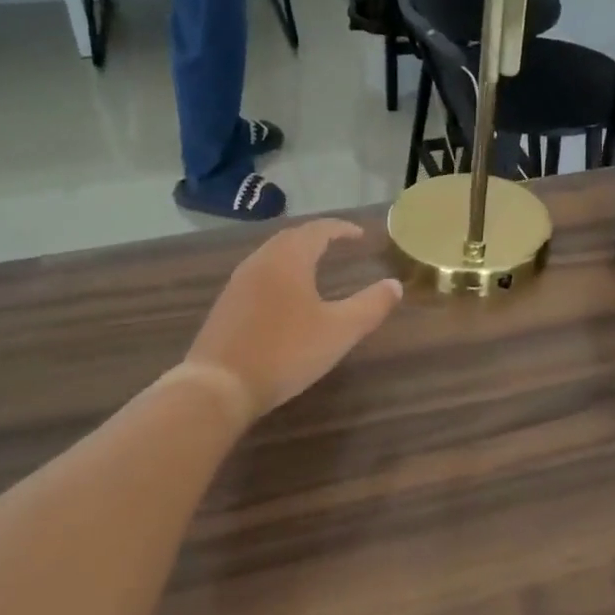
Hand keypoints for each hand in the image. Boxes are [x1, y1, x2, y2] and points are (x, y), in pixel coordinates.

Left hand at [187, 220, 403, 419]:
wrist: (219, 385)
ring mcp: (238, 283)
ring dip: (295, 255)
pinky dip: (279, 274)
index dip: (341, 229)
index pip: (318, 230)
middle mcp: (260, 262)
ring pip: (271, 256)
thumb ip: (370, 306)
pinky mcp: (226, 306)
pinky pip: (258, 276)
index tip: (359, 235)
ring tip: (314, 266)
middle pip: (291, 238)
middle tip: (337, 244)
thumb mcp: (339, 331)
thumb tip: (394, 285)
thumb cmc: (286, 352)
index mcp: (288, 259)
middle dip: (316, 237)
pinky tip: (285, 297)